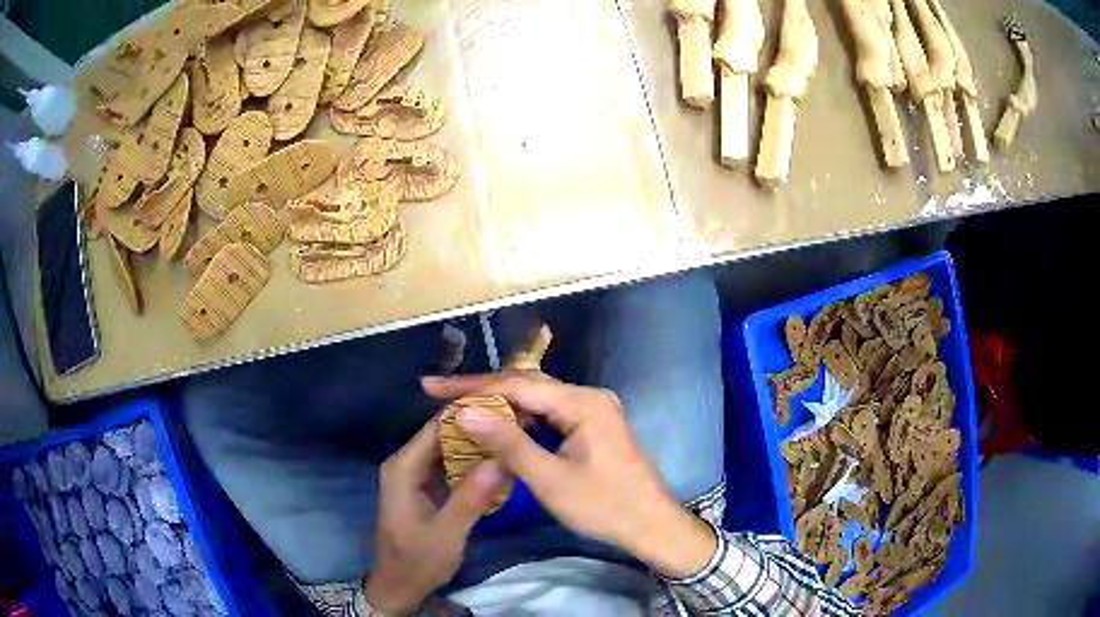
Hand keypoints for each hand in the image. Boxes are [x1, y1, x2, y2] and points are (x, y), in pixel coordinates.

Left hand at [364, 418, 505, 612]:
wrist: (400, 584)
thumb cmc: (419, 559)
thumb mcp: (448, 532)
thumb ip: (470, 497)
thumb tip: (500, 459)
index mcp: (403, 467)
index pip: (436, 426)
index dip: (468, 413)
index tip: (505, 406)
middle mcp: (405, 463)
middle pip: (441, 432)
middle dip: (475, 426)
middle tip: (515, 421)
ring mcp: (413, 474)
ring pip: (445, 447)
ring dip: (475, 442)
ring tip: (510, 434)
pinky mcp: (422, 485)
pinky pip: (447, 463)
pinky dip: (469, 460)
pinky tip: (495, 460)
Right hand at [423, 372, 717, 578]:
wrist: (651, 525)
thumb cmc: (604, 505)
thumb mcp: (551, 479)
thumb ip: (508, 443)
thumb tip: (465, 412)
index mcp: (582, 402)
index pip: (516, 385)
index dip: (471, 386)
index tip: (432, 388)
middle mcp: (587, 397)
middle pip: (526, 386)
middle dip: (482, 390)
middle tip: (438, 394)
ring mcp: (591, 411)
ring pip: (536, 401)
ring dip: (499, 405)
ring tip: (459, 408)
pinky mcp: (591, 427)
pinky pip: (548, 416)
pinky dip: (519, 421)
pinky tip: (496, 427)